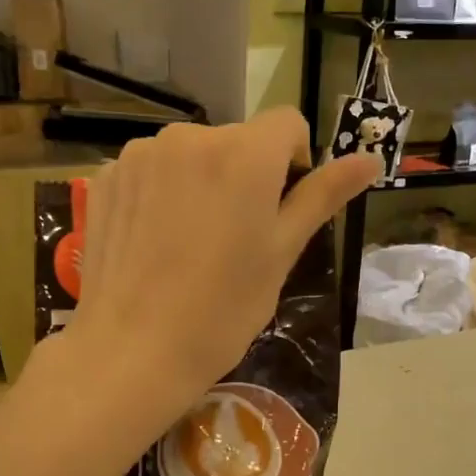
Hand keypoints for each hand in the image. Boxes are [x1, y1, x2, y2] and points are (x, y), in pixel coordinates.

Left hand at [62, 109, 379, 427]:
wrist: (132, 351)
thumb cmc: (222, 309)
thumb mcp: (282, 253)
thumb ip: (322, 196)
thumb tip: (370, 160)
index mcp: (244, 152)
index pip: (286, 124)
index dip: (294, 162)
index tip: (279, 210)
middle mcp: (189, 136)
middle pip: (236, 141)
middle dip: (244, 176)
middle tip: (234, 239)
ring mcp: (140, 154)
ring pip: (190, 155)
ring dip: (200, 182)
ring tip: (190, 244)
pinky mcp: (105, 177)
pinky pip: (150, 170)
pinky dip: (160, 193)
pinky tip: (154, 242)